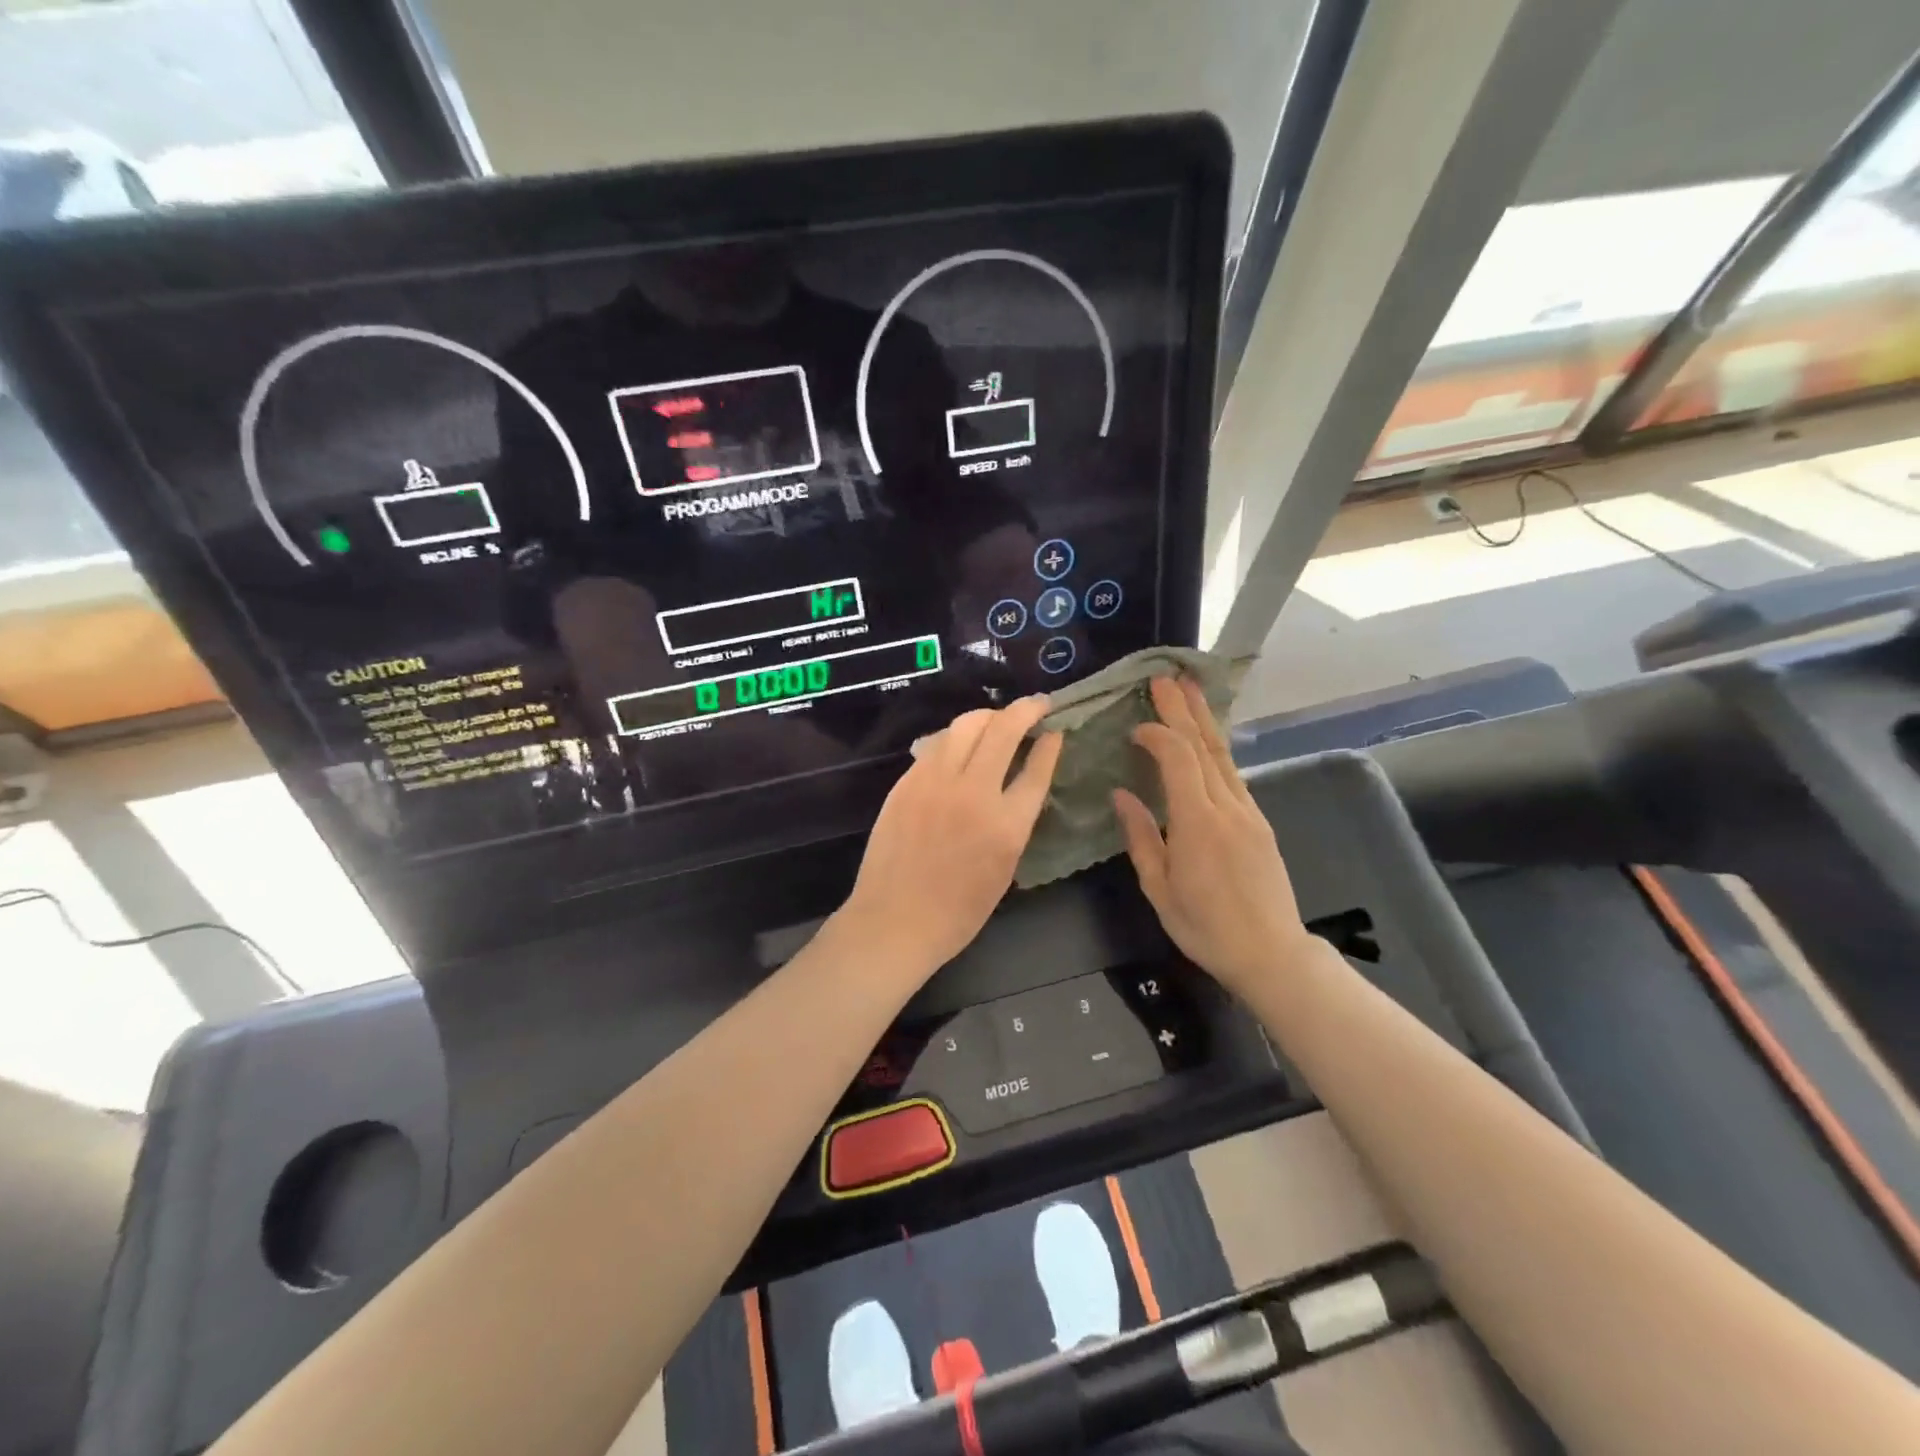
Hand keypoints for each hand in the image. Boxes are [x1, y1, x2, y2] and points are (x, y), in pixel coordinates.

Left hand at [841, 696, 1062, 975]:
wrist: (894, 921)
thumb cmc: (957, 911)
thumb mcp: (1005, 869)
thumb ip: (1016, 821)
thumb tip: (1021, 784)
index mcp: (1007, 824)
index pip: (1037, 767)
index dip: (1050, 743)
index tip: (1055, 730)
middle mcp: (974, 793)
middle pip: (1004, 730)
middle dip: (1026, 709)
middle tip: (1037, 705)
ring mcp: (935, 782)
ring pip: (966, 725)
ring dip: (989, 716)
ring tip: (998, 721)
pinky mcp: (907, 782)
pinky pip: (937, 744)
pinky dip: (956, 736)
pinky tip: (960, 744)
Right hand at [1113, 677, 1313, 996]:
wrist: (1271, 953)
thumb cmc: (1205, 927)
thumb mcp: (1159, 888)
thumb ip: (1140, 837)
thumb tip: (1121, 794)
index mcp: (1198, 823)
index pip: (1178, 759)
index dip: (1158, 733)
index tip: (1134, 726)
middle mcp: (1228, 807)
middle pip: (1205, 745)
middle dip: (1184, 708)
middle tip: (1165, 676)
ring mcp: (1249, 811)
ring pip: (1223, 755)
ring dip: (1204, 720)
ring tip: (1188, 690)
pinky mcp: (1259, 821)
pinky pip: (1233, 774)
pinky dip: (1215, 748)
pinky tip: (1206, 739)